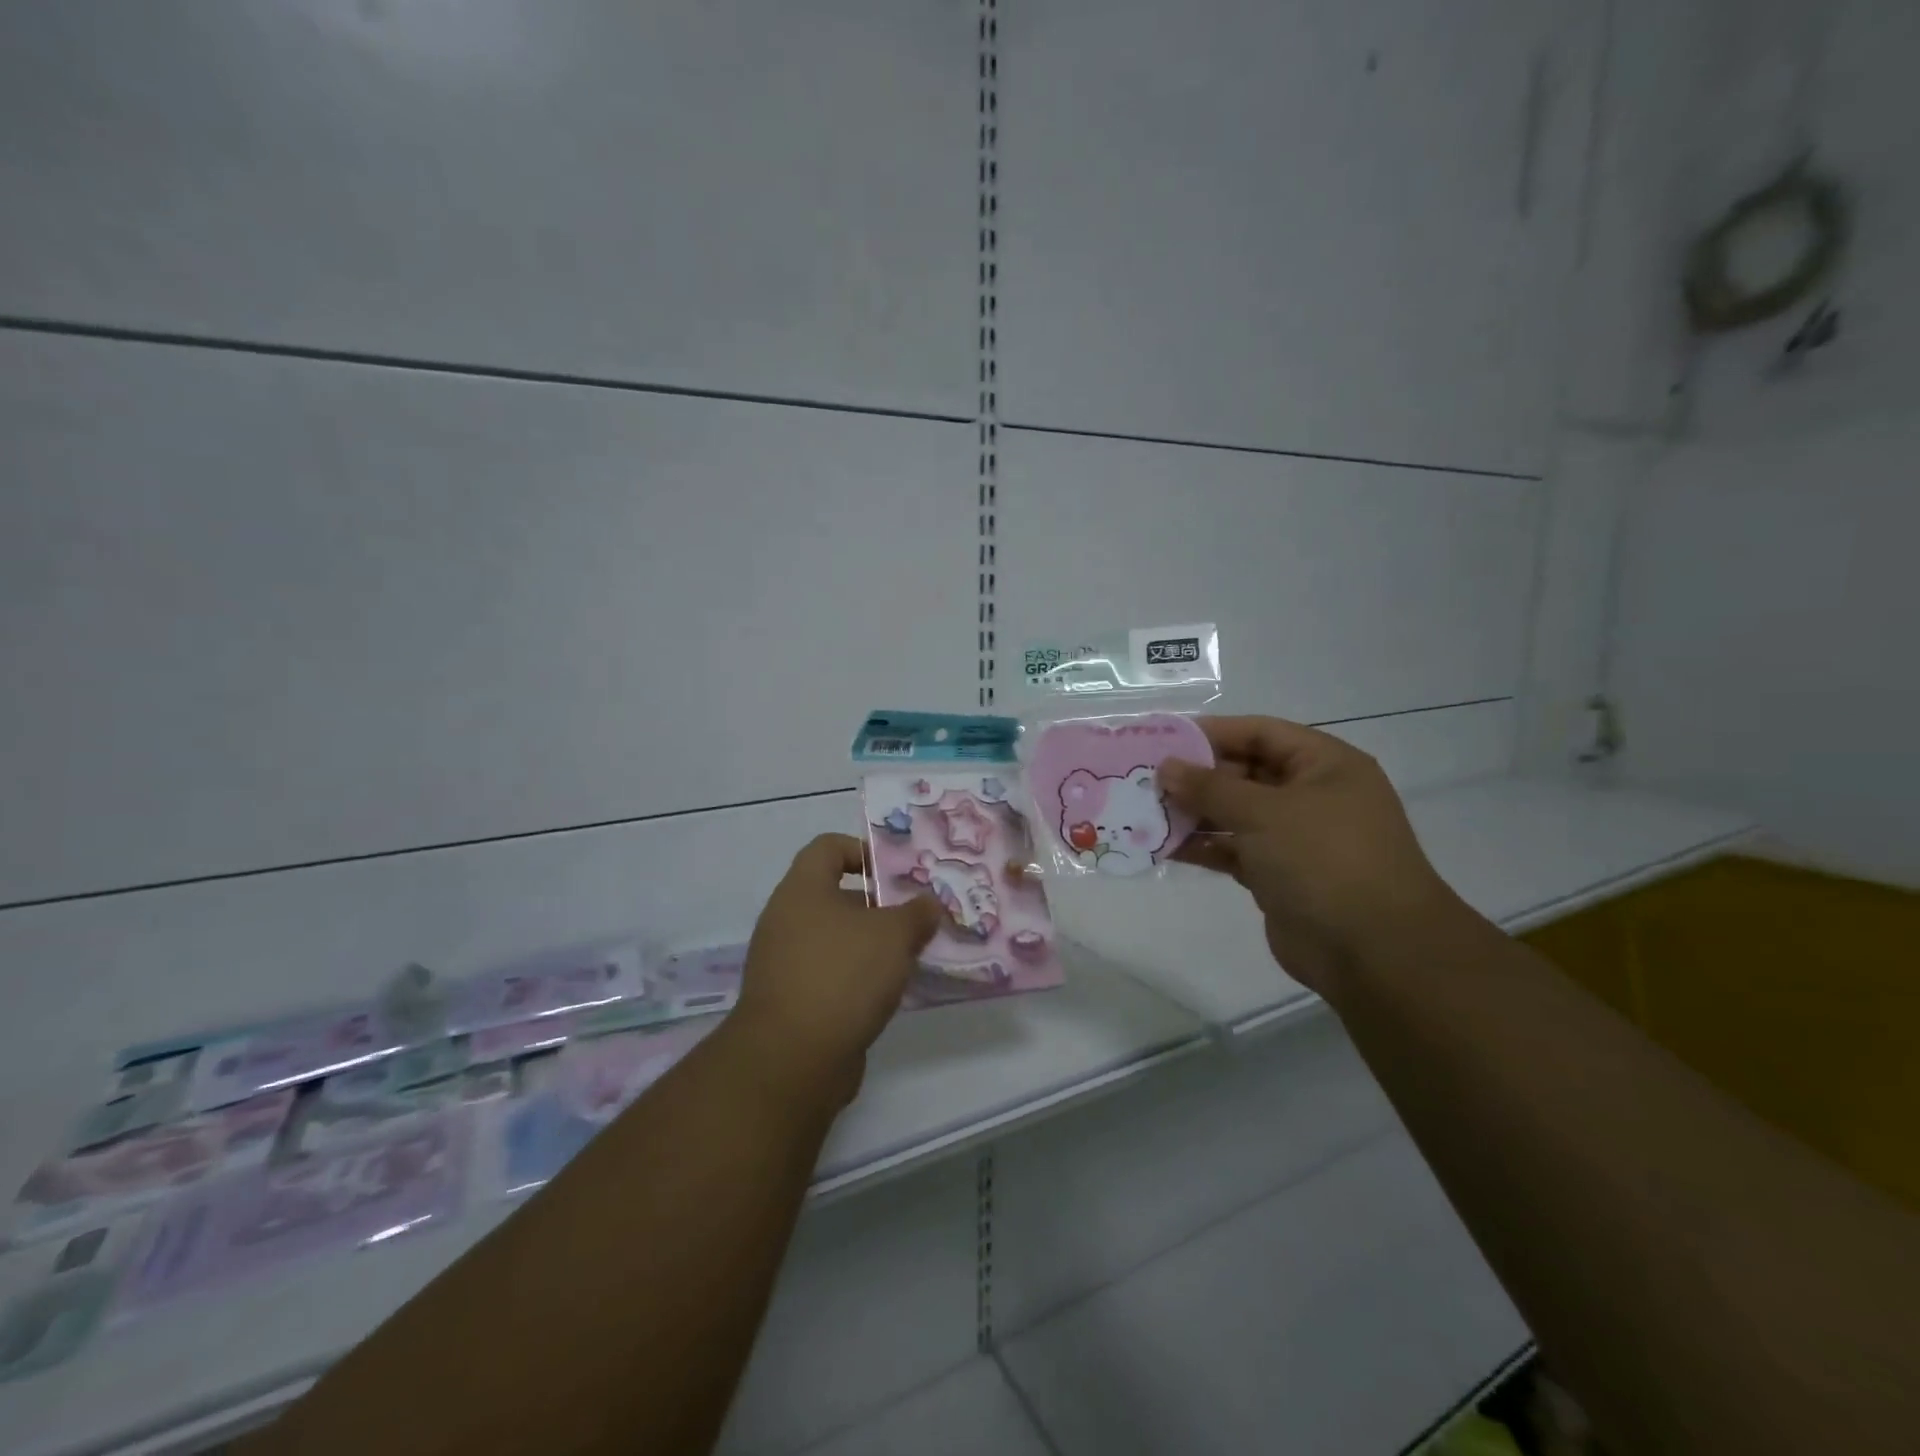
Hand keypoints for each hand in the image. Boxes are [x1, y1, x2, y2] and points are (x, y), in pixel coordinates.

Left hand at [730, 834, 943, 1106]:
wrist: (792, 1059)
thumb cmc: (843, 975)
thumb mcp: (894, 935)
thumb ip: (917, 913)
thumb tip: (929, 904)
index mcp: (802, 890)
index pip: (828, 848)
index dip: (863, 851)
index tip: (896, 874)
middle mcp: (786, 919)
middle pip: (834, 896)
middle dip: (877, 905)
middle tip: (914, 917)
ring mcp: (783, 962)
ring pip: (834, 939)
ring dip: (870, 944)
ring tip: (909, 956)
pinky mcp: (790, 1001)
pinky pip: (829, 974)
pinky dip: (856, 978)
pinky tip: (887, 993)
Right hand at [1159, 716, 1457, 994]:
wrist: (1373, 951)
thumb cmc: (1323, 860)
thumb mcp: (1263, 812)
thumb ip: (1210, 787)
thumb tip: (1166, 767)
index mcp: (1324, 765)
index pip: (1260, 733)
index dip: (1212, 733)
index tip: (1163, 738)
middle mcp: (1311, 795)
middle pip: (1244, 773)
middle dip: (1196, 776)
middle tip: (1145, 778)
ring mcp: (1295, 838)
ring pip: (1235, 813)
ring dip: (1194, 813)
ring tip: (1146, 812)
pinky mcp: (1279, 875)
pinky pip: (1233, 849)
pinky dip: (1203, 847)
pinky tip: (1164, 846)